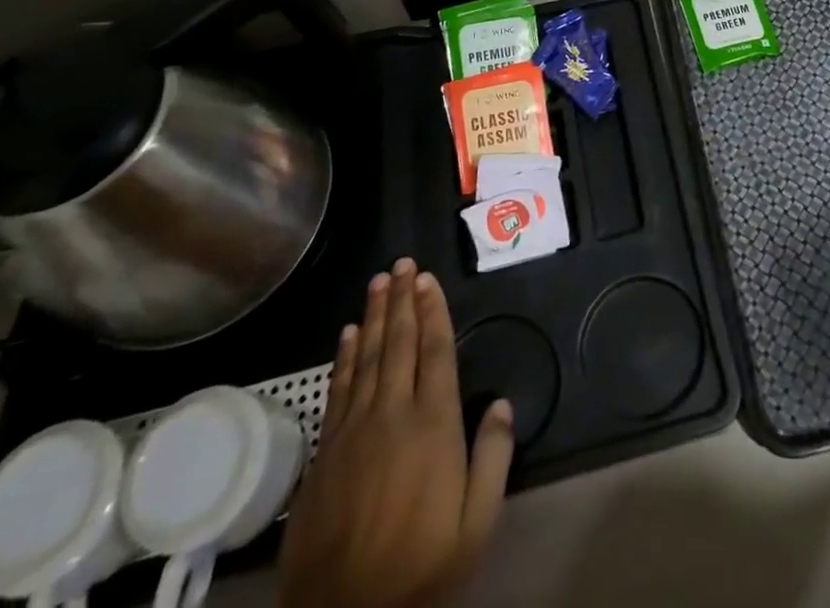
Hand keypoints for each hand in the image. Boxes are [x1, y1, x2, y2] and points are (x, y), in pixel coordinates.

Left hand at [277, 258, 513, 607]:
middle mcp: (393, 414)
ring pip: (367, 357)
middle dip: (402, 300)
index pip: (435, 351)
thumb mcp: (477, 522)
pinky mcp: (326, 452)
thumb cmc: (422, 566)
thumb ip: (493, 457)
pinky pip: (338, 388)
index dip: (432, 311)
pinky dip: (344, 356)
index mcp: (434, 425)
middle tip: (402, 264)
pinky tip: (348, 333)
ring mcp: (354, 431)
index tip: (427, 279)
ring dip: (374, 316)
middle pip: (399, 343)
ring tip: (379, 282)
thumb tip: (502, 402)